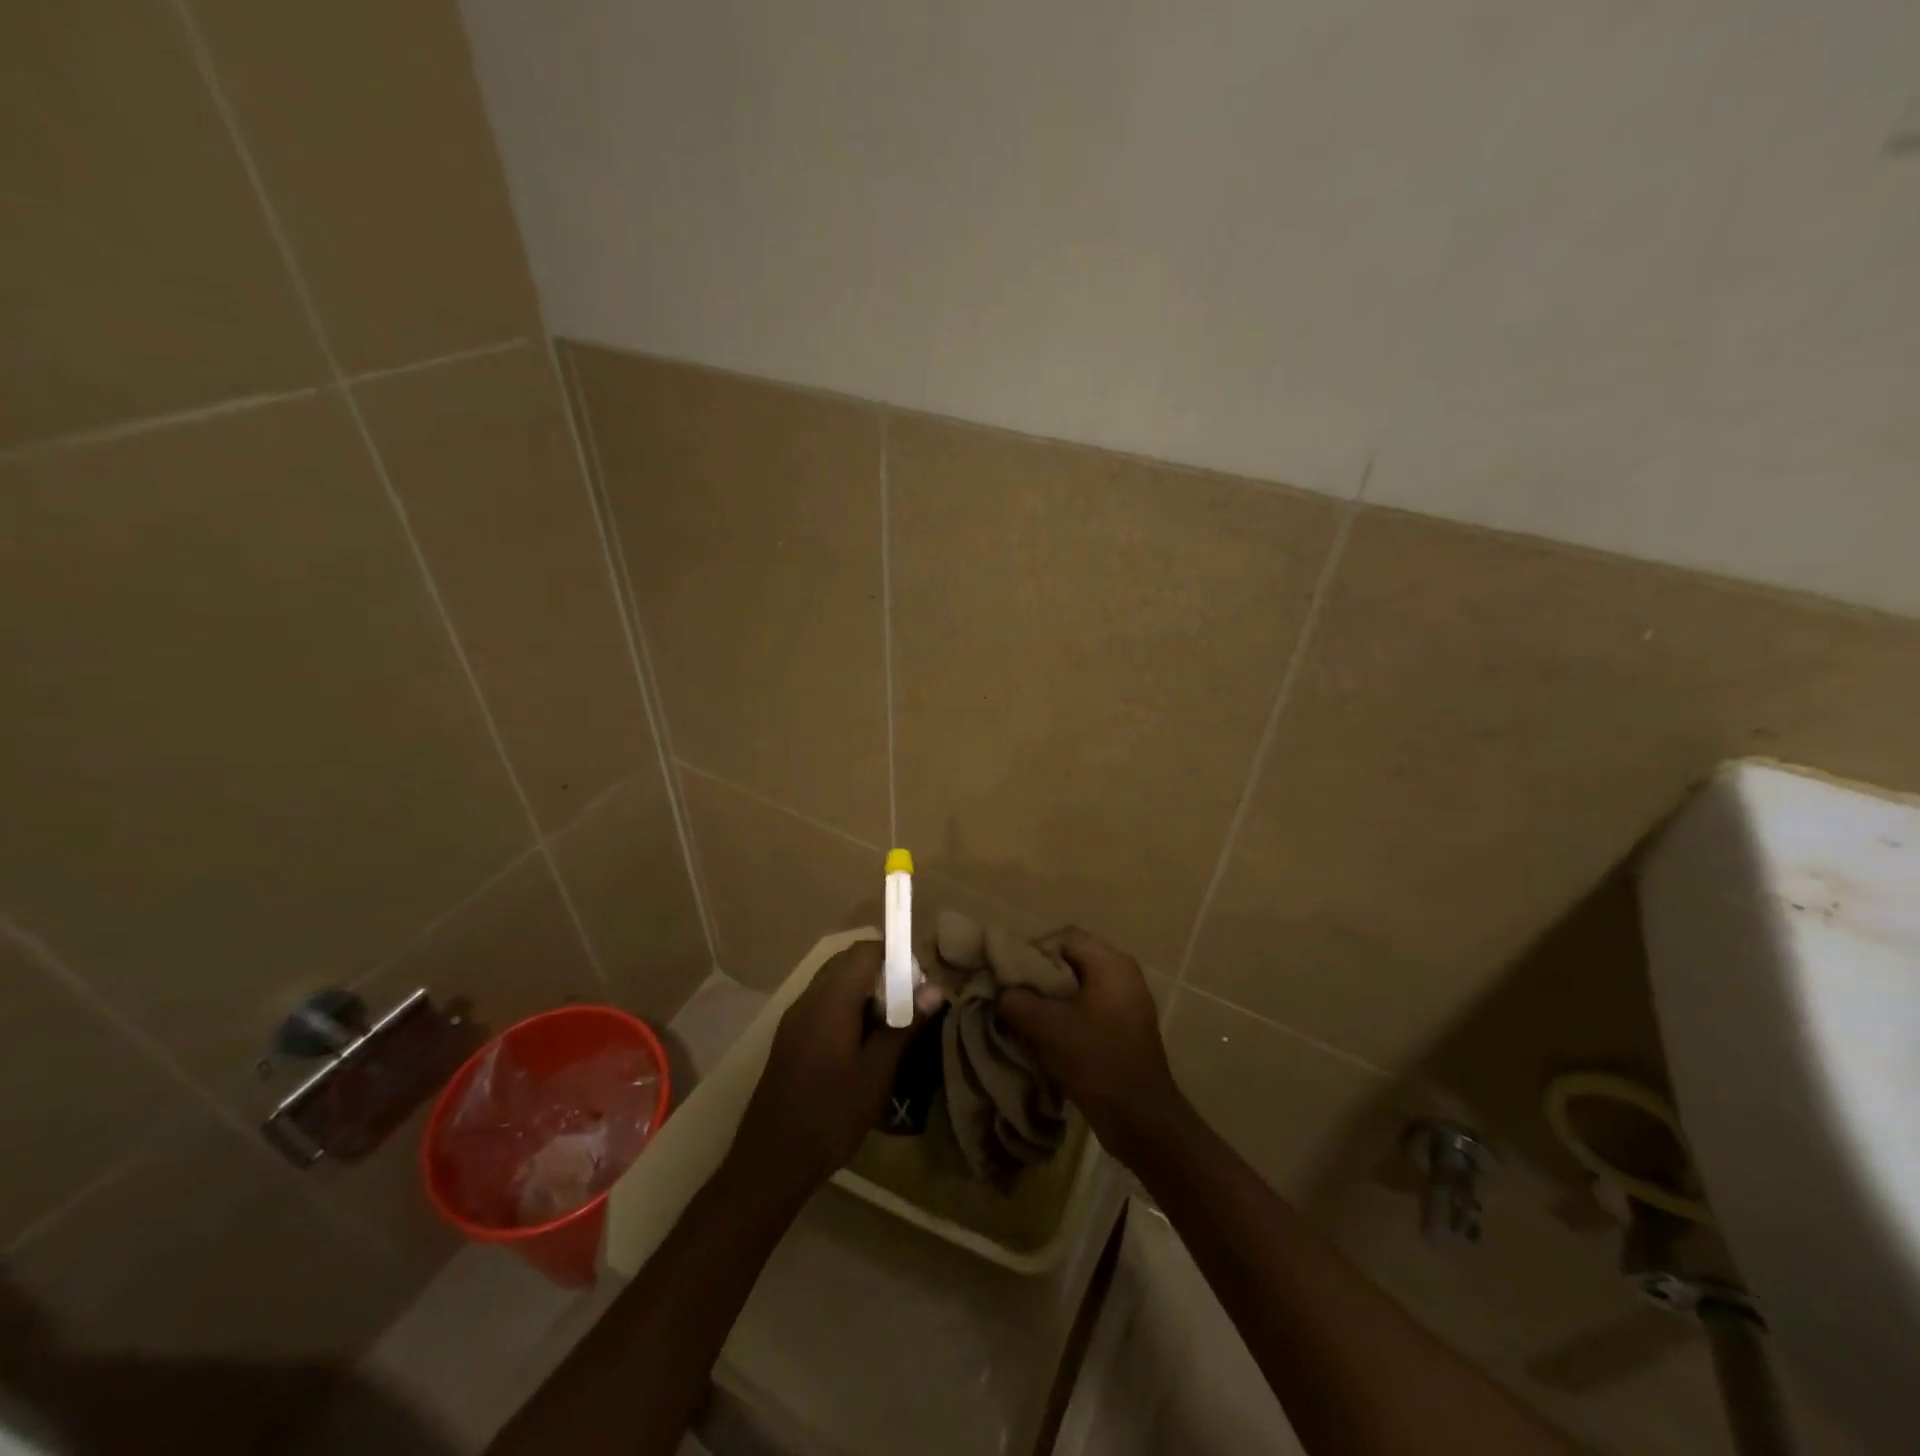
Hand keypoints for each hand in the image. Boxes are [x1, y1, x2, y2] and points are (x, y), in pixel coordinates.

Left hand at [732, 940, 914, 1198]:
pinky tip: (861, 1042)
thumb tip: (936, 989)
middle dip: (881, 972)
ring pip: (834, 982)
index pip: (865, 950)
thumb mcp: (877, 1072)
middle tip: (908, 1003)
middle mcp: (809, 998)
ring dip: (863, 991)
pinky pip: (822, 1003)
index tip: (918, 983)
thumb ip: (905, 1025)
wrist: (772, 1159)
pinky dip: (846, 1007)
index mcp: (831, 999)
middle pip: (848, 962)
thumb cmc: (831, 1113)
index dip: (895, 956)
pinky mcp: (789, 1037)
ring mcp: (795, 1017)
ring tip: (889, 1024)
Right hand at [998, 928, 1190, 1169]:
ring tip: (1028, 1020)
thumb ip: (1016, 1001)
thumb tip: (1001, 993)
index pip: (1063, 938)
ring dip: (1052, 1000)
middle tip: (1015, 998)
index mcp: (1111, 963)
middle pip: (1071, 960)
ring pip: (1079, 986)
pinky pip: (1090, 1007)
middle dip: (1040, 978)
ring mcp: (1129, 1001)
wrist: (1140, 1118)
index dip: (1033, 952)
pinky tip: (1051, 1038)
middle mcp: (1124, 973)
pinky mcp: (1127, 1026)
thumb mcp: (1046, 1028)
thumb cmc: (1095, 1061)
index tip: (1012, 978)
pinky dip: (1069, 1016)